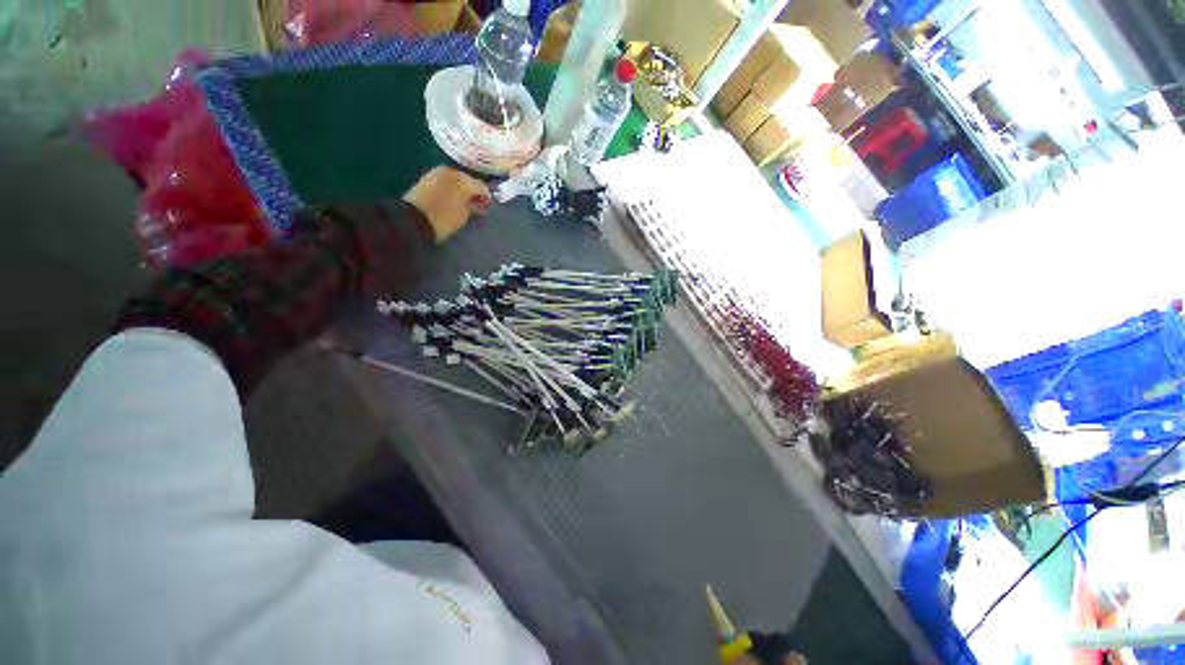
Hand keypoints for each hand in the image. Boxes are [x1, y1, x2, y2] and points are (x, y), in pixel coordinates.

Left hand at [403, 166, 491, 242]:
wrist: (414, 219)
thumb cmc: (444, 219)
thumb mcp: (464, 215)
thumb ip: (474, 206)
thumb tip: (479, 203)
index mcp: (464, 181)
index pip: (482, 187)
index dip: (487, 198)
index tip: (488, 208)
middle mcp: (452, 172)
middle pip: (469, 180)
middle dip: (473, 192)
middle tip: (477, 205)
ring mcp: (438, 172)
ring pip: (456, 179)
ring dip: (462, 189)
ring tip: (464, 202)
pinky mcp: (427, 177)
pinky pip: (446, 180)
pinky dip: (451, 188)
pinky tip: (452, 198)